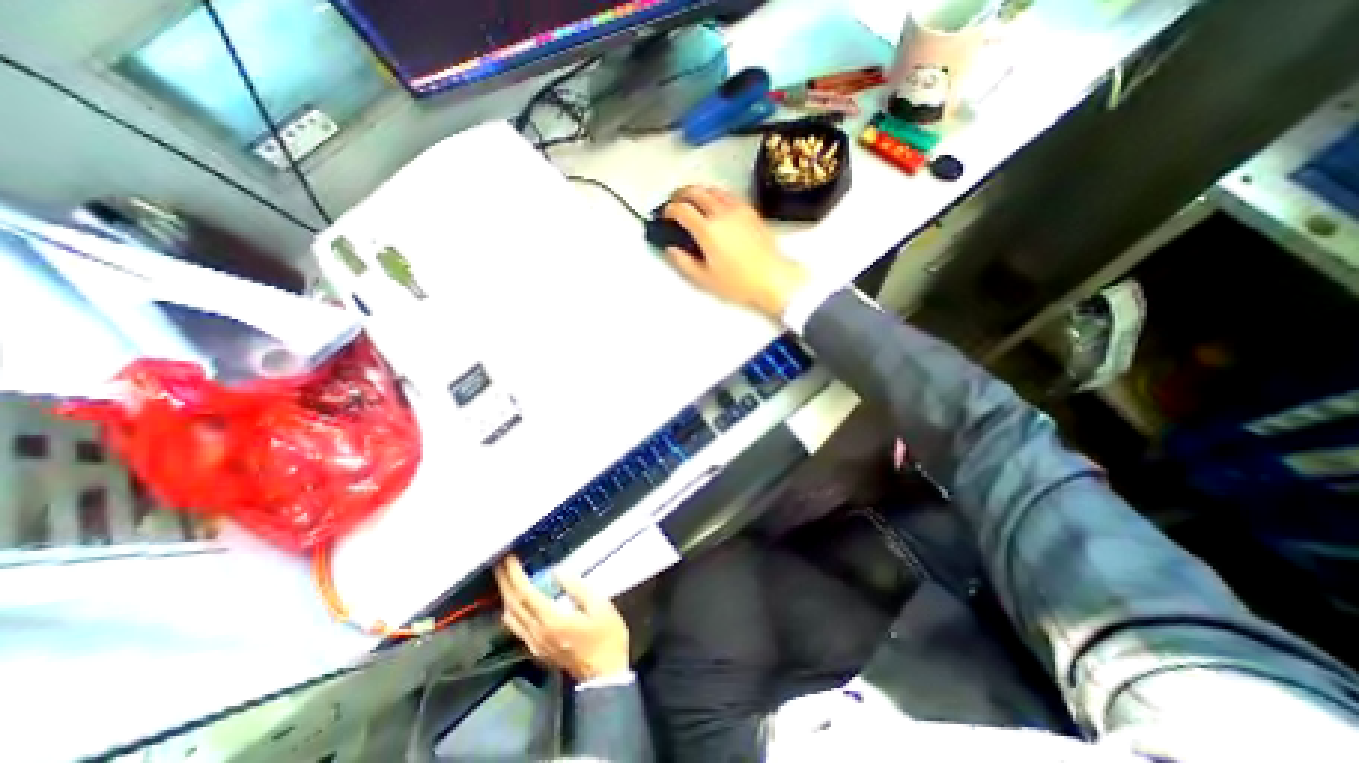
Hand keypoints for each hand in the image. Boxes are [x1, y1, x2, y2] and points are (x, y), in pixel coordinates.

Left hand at [494, 554, 630, 678]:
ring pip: (511, 618)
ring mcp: (535, 644)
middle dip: (504, 582)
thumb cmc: (607, 636)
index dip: (514, 575)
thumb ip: (577, 587)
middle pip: (512, 606)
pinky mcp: (538, 650)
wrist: (605, 675)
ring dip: (505, 596)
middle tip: (500, 563)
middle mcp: (537, 633)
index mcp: (552, 621)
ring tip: (506, 578)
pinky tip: (516, 600)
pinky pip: (517, 627)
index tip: (508, 558)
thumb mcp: (599, 605)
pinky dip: (512, 609)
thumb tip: (556, 572)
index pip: (525, 594)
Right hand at [661, 185, 804, 318]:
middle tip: (674, 201)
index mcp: (708, 230)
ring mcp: (738, 209)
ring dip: (698, 191)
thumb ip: (684, 262)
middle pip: (696, 191)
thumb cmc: (739, 282)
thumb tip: (671, 250)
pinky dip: (715, 194)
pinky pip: (728, 194)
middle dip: (680, 193)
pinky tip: (714, 204)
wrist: (772, 278)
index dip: (669, 209)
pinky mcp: (750, 210)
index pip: (682, 209)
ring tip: (692, 201)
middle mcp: (722, 213)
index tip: (665, 215)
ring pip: (712, 188)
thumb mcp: (705, 279)